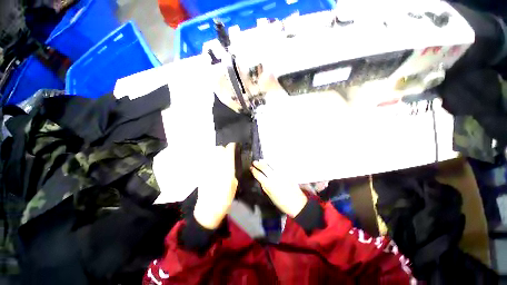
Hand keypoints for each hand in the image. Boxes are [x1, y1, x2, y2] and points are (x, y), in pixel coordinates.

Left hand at [194, 143, 237, 228]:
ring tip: (220, 157)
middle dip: (223, 148)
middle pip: (218, 149)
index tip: (234, 145)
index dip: (231, 146)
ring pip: (212, 153)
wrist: (208, 208)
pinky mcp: (202, 171)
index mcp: (227, 168)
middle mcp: (217, 165)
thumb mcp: (234, 184)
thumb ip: (232, 171)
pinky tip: (213, 164)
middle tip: (227, 152)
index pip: (228, 151)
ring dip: (217, 153)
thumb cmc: (225, 198)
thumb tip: (230, 164)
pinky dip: (211, 159)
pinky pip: (207, 160)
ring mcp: (208, 167)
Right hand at [250, 160, 307, 217]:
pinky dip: (273, 164)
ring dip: (265, 162)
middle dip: (258, 164)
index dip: (254, 171)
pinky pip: (278, 166)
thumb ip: (265, 187)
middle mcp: (274, 177)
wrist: (297, 203)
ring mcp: (281, 174)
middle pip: (265, 168)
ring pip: (271, 165)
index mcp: (269, 185)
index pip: (259, 175)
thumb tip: (261, 180)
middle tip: (255, 162)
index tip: (251, 168)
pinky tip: (271, 163)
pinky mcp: (287, 173)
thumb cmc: (282, 203)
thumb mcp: (270, 196)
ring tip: (261, 160)